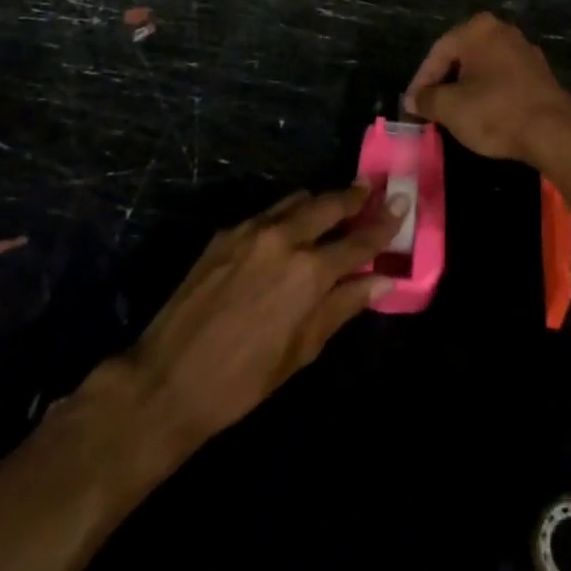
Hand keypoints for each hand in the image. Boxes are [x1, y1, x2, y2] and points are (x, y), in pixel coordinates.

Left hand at [127, 184, 405, 446]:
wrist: (169, 378)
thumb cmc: (244, 379)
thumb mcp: (303, 350)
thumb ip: (343, 306)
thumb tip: (382, 280)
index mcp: (309, 271)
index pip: (359, 240)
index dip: (383, 224)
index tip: (401, 205)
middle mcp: (284, 238)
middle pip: (330, 203)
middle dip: (354, 196)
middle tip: (371, 190)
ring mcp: (251, 229)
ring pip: (297, 200)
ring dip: (320, 202)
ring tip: (334, 208)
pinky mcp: (226, 232)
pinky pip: (268, 212)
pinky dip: (287, 215)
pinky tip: (289, 230)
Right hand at [403, 13, 570, 163]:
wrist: (554, 132)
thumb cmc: (495, 112)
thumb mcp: (449, 108)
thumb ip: (426, 99)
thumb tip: (414, 99)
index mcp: (477, 29)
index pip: (437, 53)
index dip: (420, 82)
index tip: (411, 107)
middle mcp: (502, 31)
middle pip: (461, 56)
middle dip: (443, 83)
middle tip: (429, 108)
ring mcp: (524, 50)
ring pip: (483, 68)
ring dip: (465, 89)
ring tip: (453, 114)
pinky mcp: (539, 73)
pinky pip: (502, 78)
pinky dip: (488, 93)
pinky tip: (483, 114)